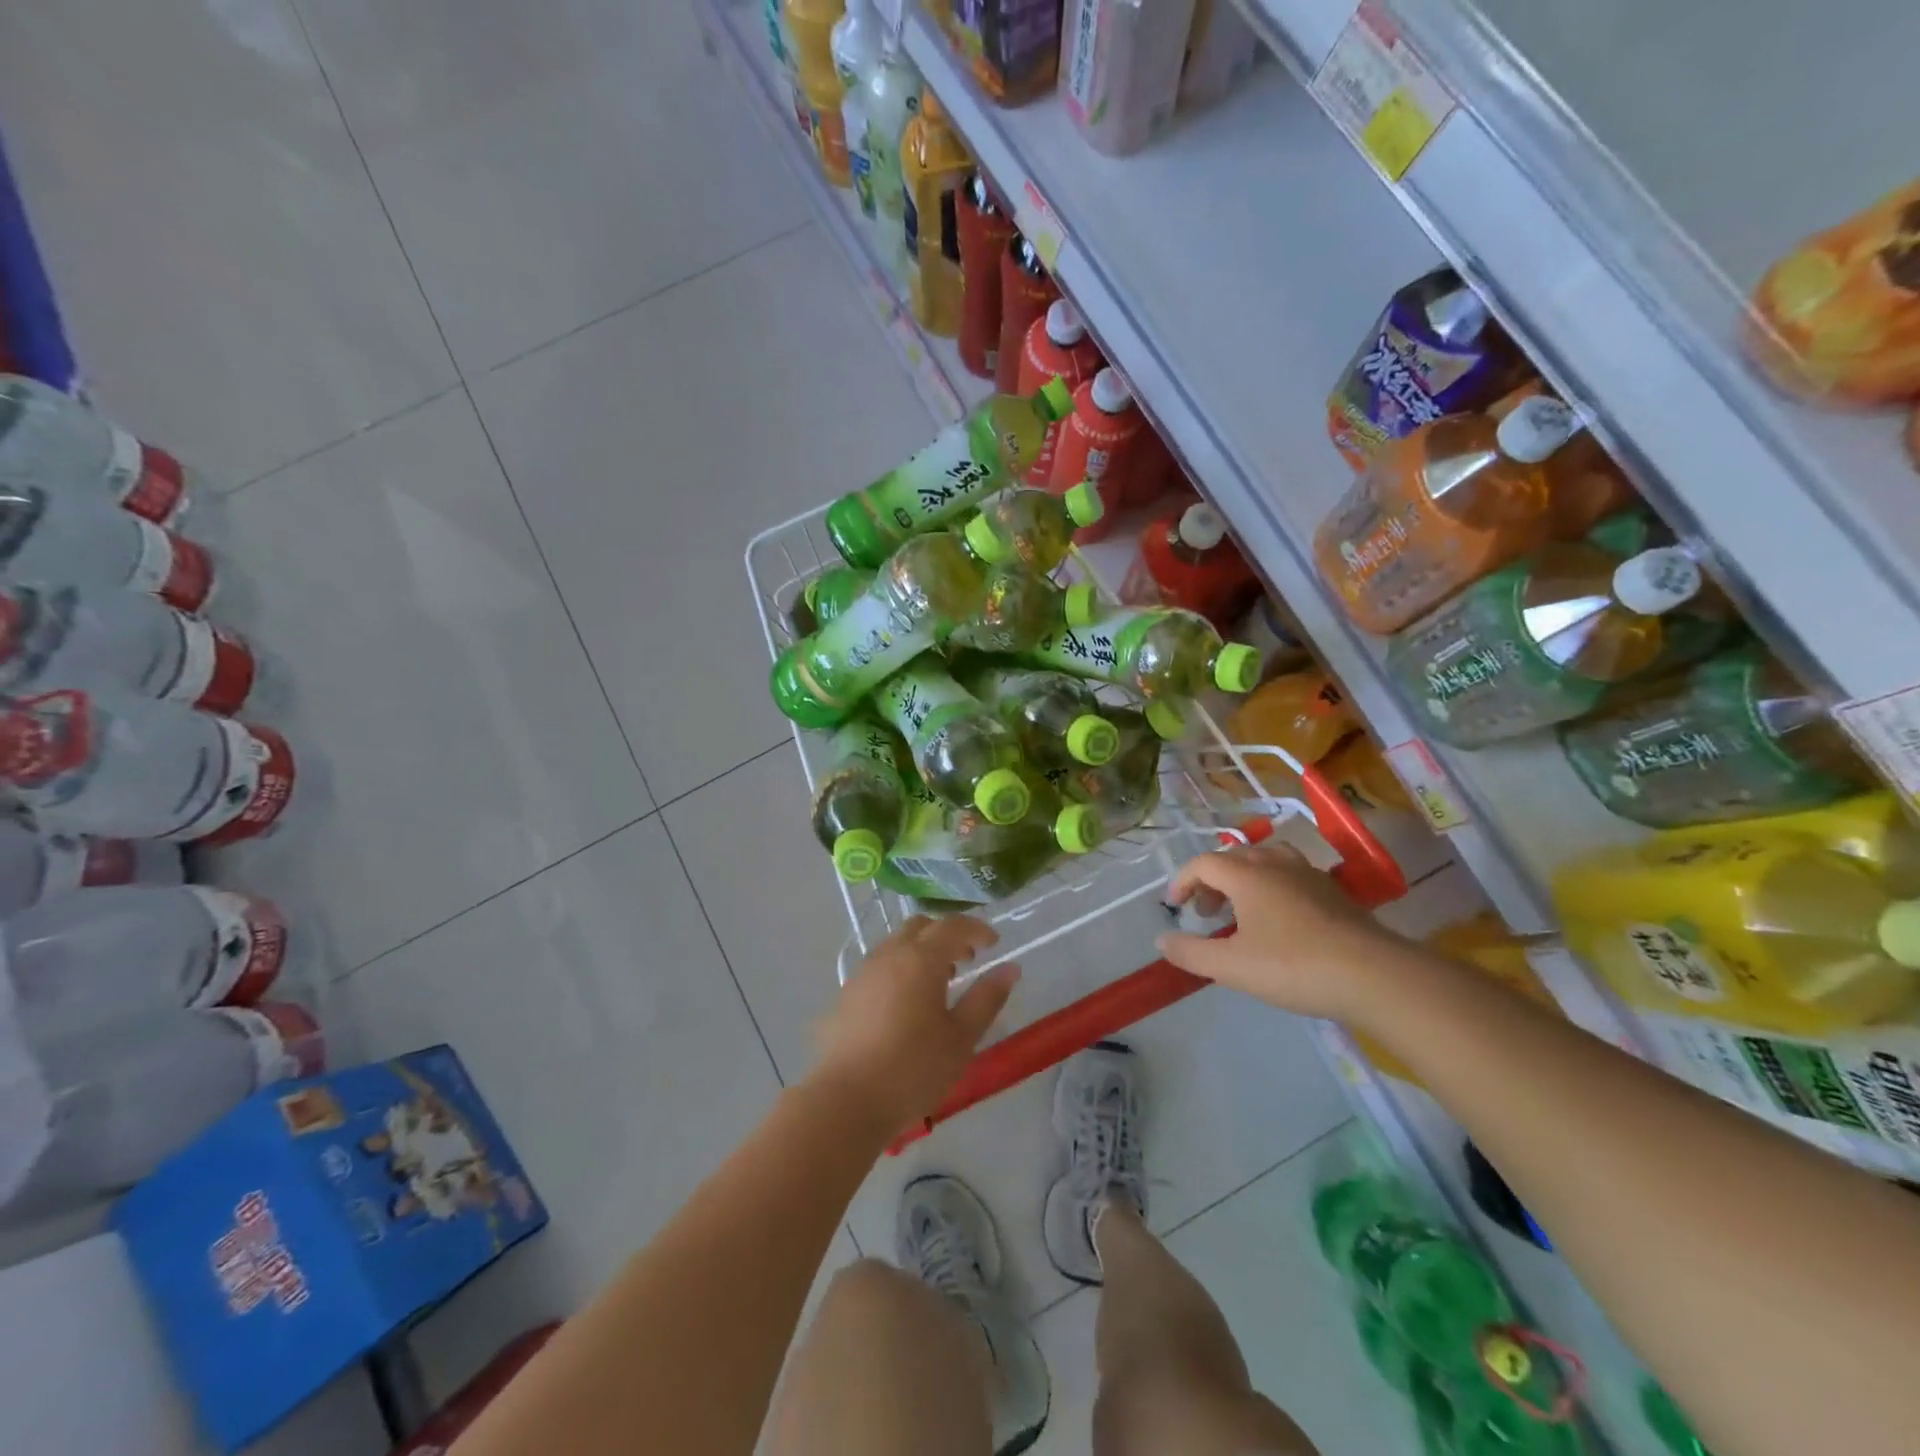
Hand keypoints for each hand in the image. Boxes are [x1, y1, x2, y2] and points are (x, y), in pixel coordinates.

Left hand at [814, 915, 1018, 1136]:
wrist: (846, 1100)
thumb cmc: (913, 1069)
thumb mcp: (961, 1038)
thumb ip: (986, 999)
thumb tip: (1010, 969)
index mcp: (921, 959)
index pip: (953, 926)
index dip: (977, 928)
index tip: (995, 943)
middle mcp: (890, 954)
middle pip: (921, 927)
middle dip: (947, 935)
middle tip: (967, 960)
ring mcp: (864, 972)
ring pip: (897, 944)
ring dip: (922, 951)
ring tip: (938, 983)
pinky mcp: (847, 994)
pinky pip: (880, 965)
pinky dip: (901, 968)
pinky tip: (907, 1004)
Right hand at [1157, 841, 1405, 1019]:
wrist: (1374, 975)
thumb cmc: (1293, 966)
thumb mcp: (1232, 967)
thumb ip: (1192, 953)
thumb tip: (1162, 941)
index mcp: (1247, 875)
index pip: (1203, 863)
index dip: (1183, 881)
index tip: (1175, 906)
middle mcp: (1275, 864)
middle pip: (1234, 858)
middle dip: (1211, 881)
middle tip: (1206, 913)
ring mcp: (1309, 875)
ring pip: (1266, 861)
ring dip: (1244, 880)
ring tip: (1241, 910)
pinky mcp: (1334, 892)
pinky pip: (1291, 876)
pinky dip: (1272, 888)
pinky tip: (1280, 921)